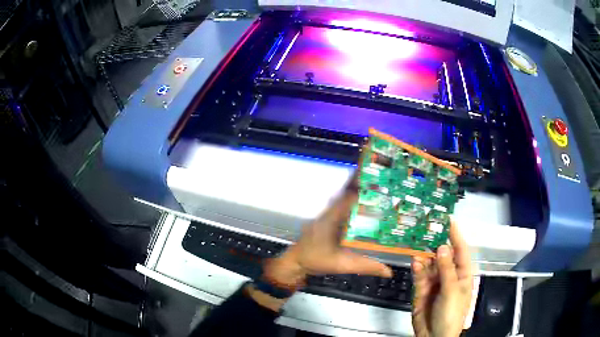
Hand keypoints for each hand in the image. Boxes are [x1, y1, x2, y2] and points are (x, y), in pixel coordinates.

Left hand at [264, 177, 392, 289]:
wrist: (296, 263)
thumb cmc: (316, 260)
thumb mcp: (342, 264)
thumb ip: (365, 266)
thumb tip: (389, 271)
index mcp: (332, 217)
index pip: (350, 196)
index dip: (365, 189)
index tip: (382, 185)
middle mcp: (329, 211)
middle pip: (348, 194)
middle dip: (364, 188)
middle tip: (384, 184)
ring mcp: (327, 215)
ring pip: (344, 199)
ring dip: (358, 194)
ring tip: (378, 191)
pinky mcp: (327, 220)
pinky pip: (342, 208)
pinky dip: (353, 205)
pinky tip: (365, 208)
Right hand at [412, 221, 472, 336]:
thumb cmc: (451, 314)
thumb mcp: (452, 291)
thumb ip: (446, 269)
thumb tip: (442, 246)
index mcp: (463, 275)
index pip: (461, 251)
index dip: (456, 235)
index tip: (448, 220)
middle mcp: (449, 276)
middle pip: (443, 256)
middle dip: (436, 243)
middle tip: (426, 229)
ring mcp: (435, 283)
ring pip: (430, 264)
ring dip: (425, 256)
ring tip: (418, 245)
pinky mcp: (421, 290)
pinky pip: (420, 275)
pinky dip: (418, 268)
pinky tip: (415, 261)